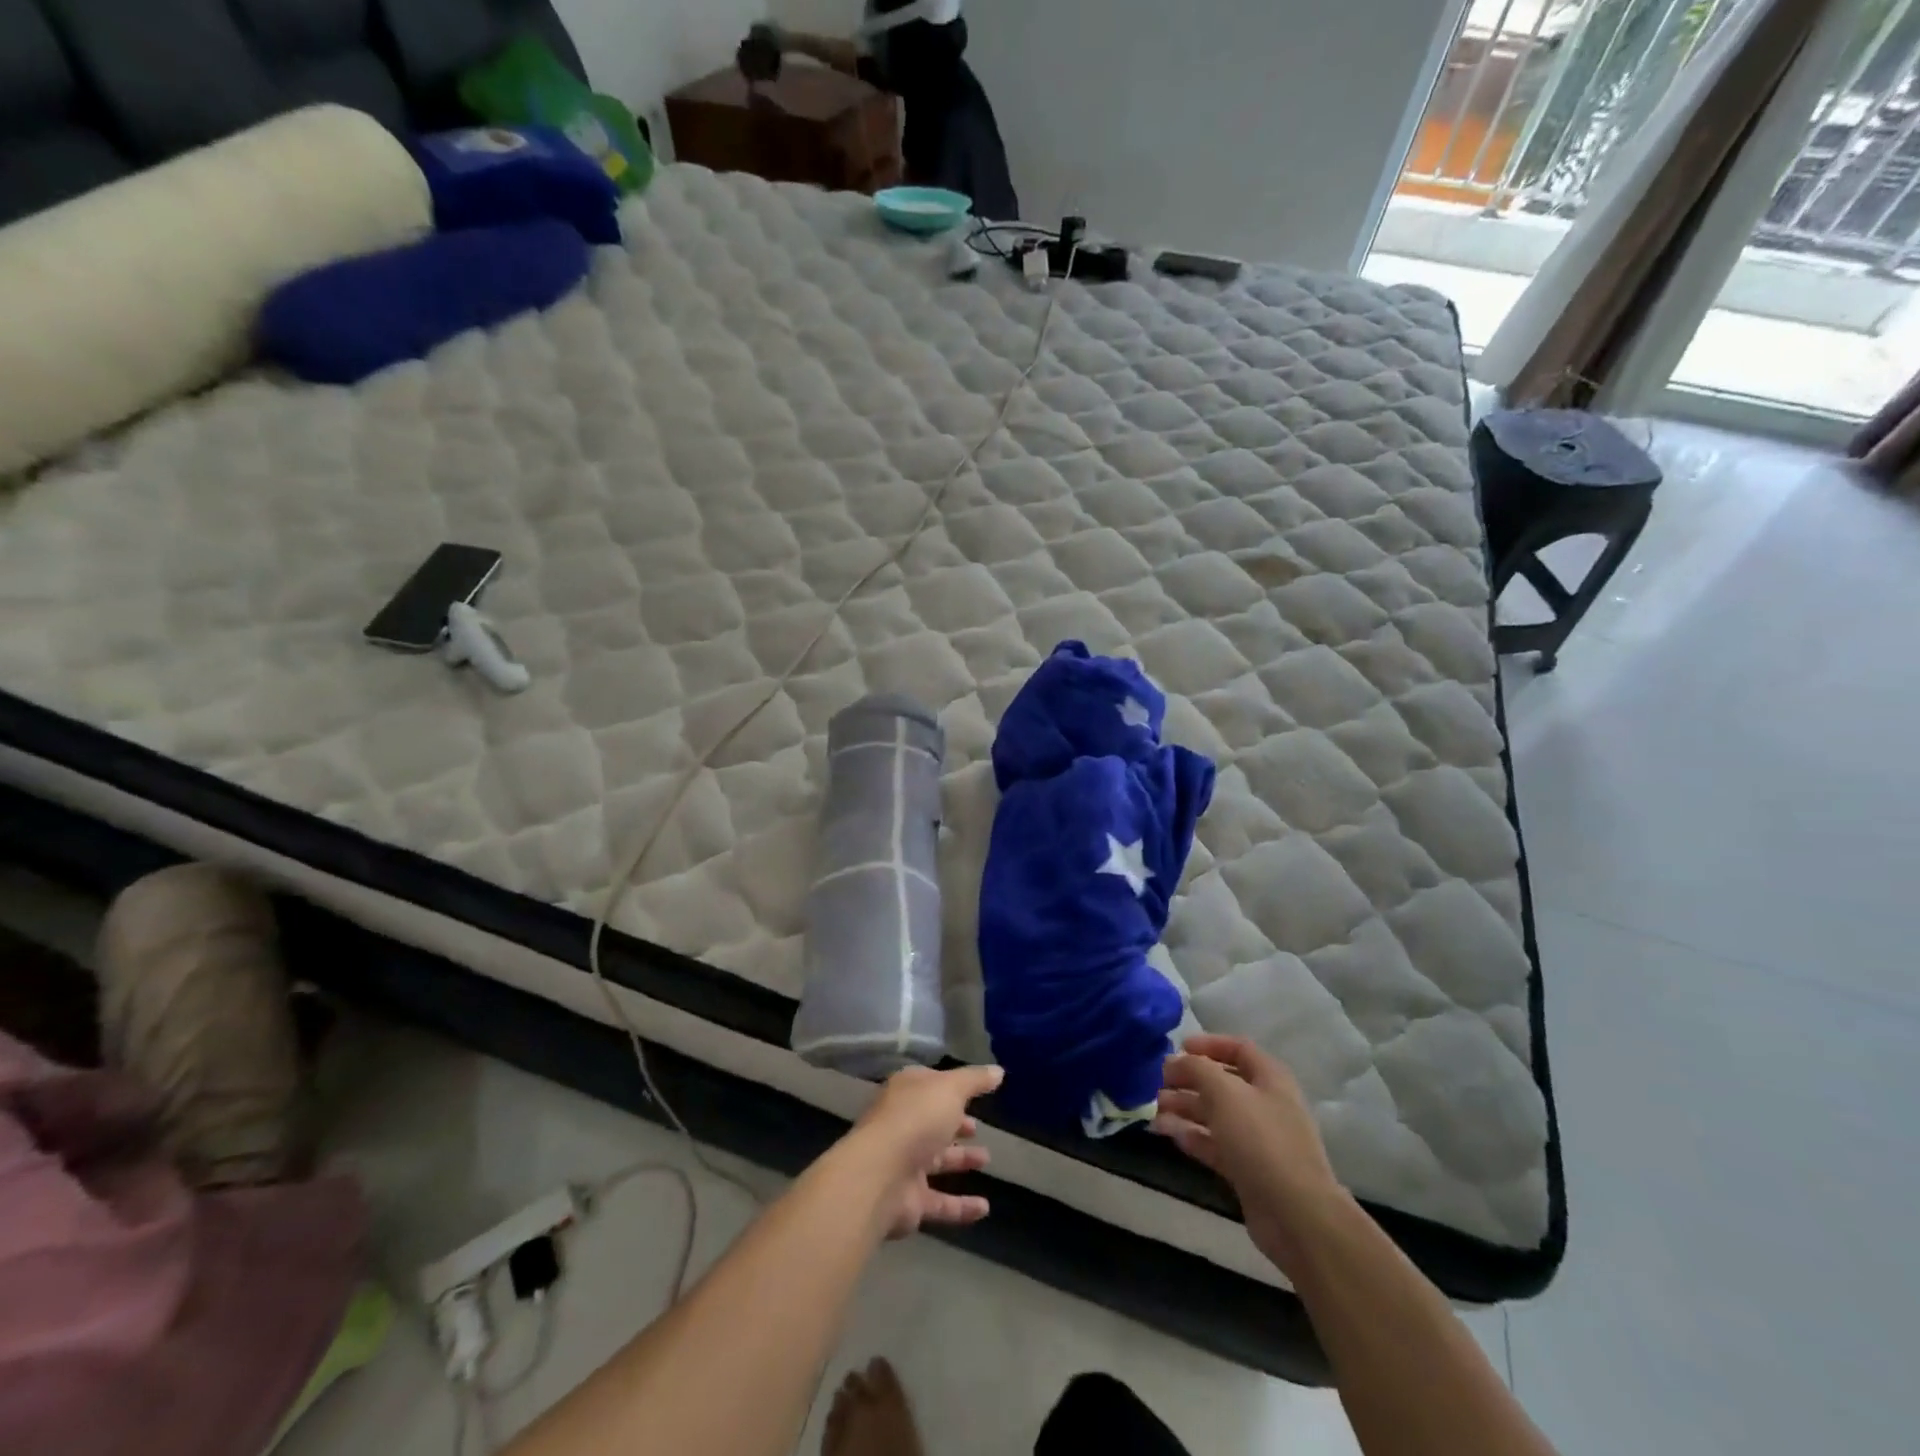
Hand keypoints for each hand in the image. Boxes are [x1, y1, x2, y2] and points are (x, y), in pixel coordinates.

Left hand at [847, 1064, 1002, 1239]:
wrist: (879, 1177)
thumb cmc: (916, 1120)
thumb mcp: (951, 1089)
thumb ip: (975, 1080)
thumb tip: (998, 1071)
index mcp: (906, 1093)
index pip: (929, 1084)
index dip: (950, 1087)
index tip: (974, 1091)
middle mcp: (903, 1125)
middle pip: (931, 1122)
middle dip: (954, 1124)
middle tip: (976, 1127)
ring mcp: (903, 1163)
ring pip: (936, 1160)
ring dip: (960, 1160)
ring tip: (986, 1159)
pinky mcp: (909, 1201)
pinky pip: (940, 1202)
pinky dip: (961, 1206)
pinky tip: (984, 1208)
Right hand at [1155, 1034, 1342, 1272]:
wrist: (1296, 1215)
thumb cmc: (1261, 1140)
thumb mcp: (1224, 1093)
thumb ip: (1197, 1069)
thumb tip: (1177, 1060)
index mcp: (1270, 1079)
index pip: (1239, 1048)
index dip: (1208, 1044)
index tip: (1179, 1048)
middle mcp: (1265, 1104)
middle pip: (1222, 1083)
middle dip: (1189, 1079)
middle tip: (1159, 1082)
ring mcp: (1257, 1140)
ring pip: (1215, 1114)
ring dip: (1185, 1108)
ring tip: (1155, 1109)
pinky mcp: (1248, 1169)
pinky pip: (1215, 1144)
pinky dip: (1192, 1136)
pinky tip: (1168, 1133)